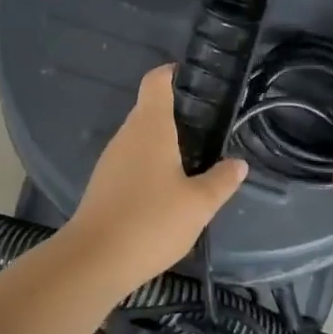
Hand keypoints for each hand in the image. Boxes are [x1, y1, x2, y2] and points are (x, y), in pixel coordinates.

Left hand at [64, 65, 248, 290]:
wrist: (94, 259)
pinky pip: (131, 161)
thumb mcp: (199, 204)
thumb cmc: (151, 221)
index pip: (156, 82)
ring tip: (193, 160)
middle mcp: (126, 135)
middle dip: (176, 113)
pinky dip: (149, 165)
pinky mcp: (103, 183)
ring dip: (163, 143)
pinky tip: (167, 189)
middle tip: (208, 128)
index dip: (173, 74)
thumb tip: (238, 164)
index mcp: (150, 127)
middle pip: (149, 109)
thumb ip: (221, 181)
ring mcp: (110, 159)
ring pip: (139, 138)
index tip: (195, 80)